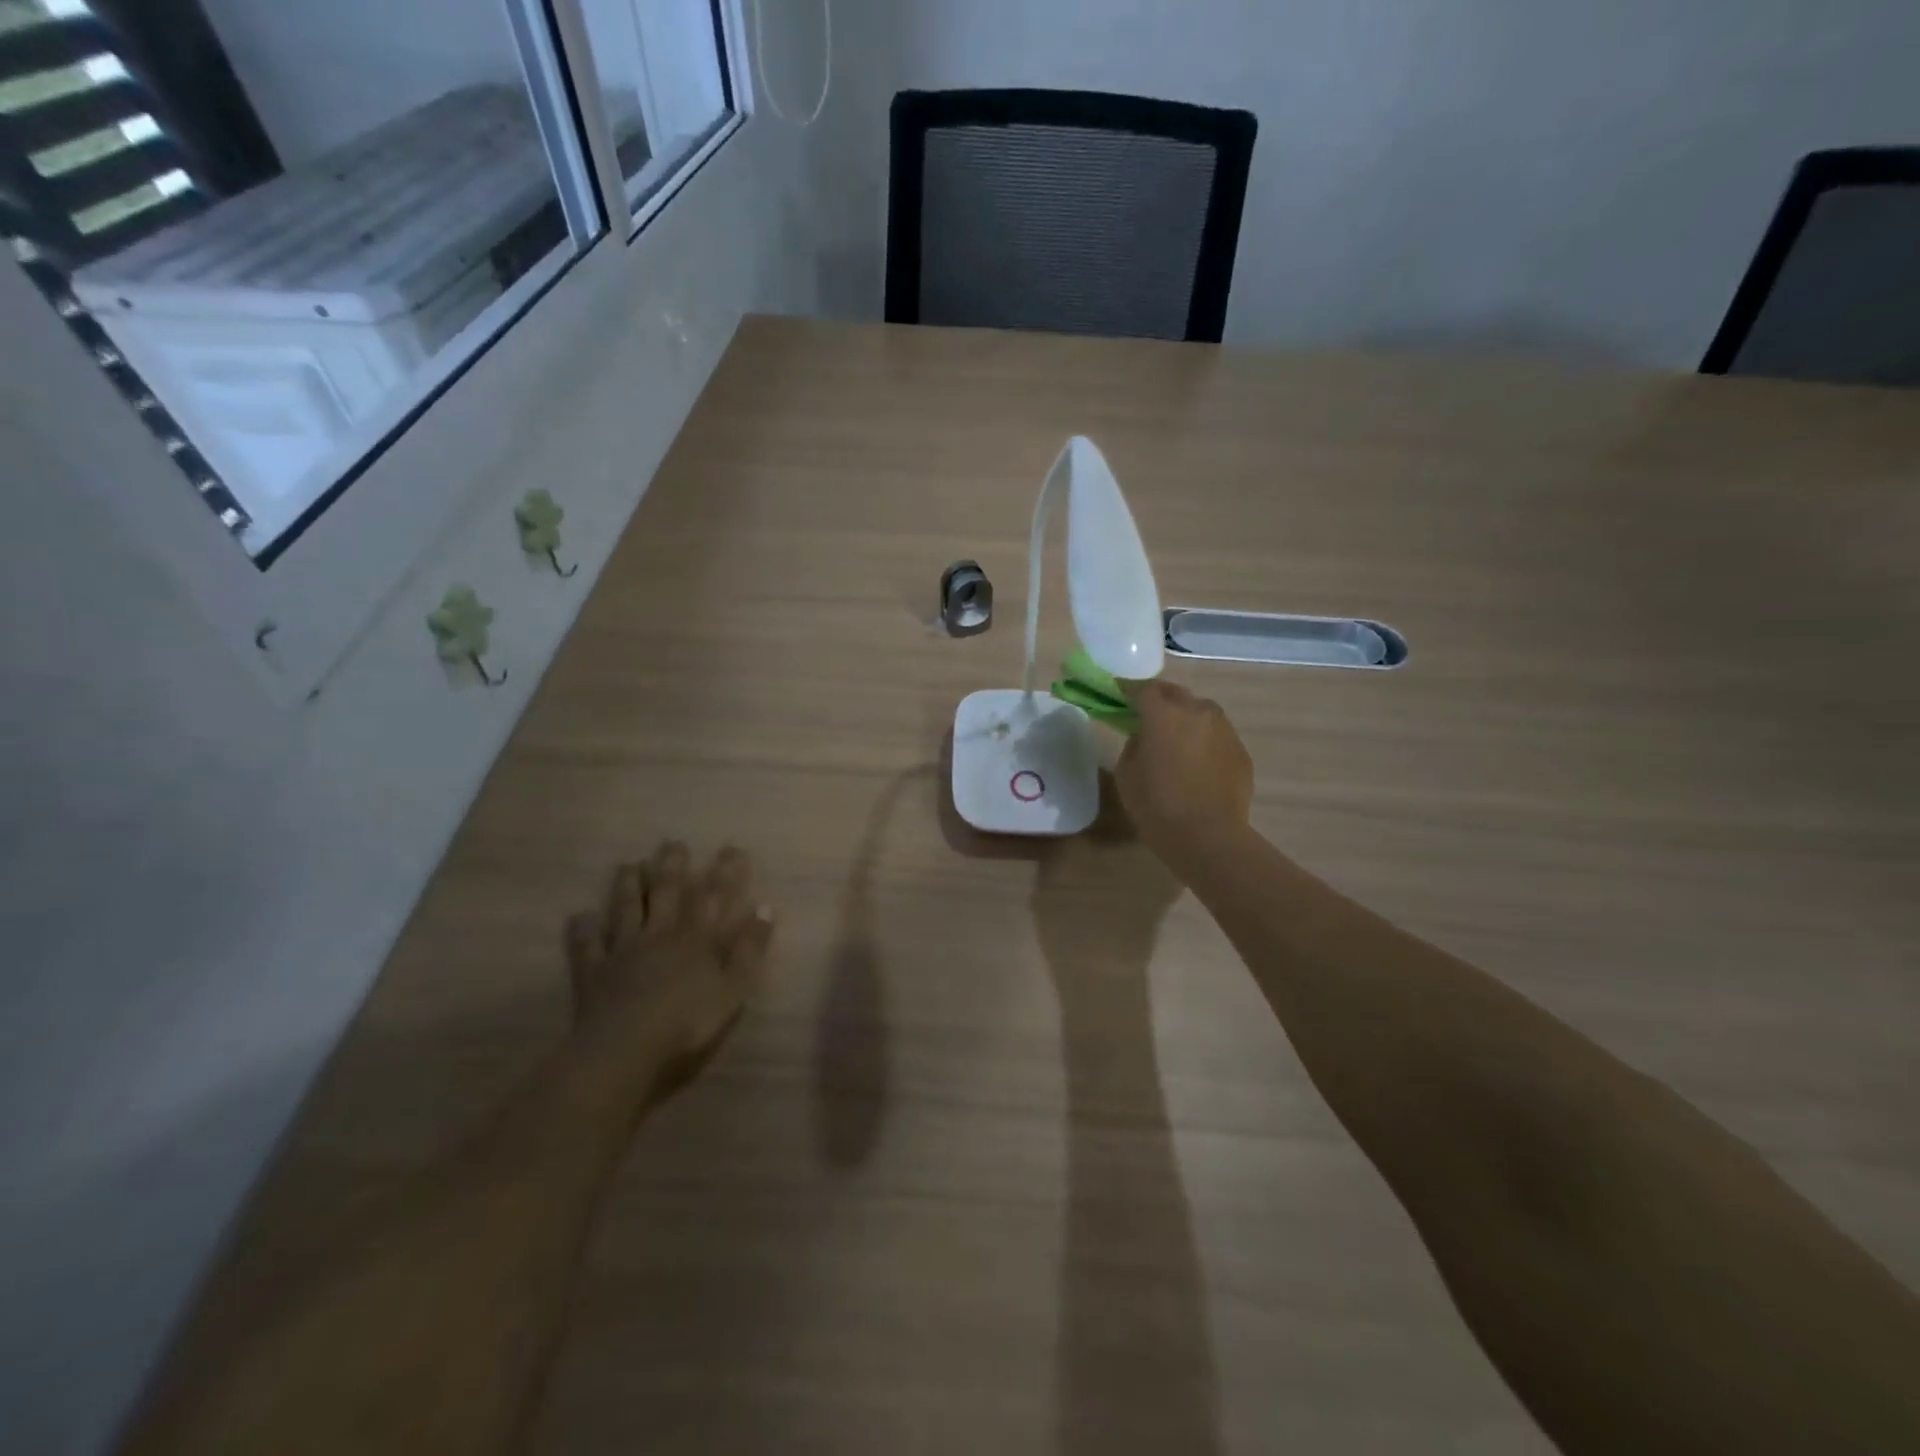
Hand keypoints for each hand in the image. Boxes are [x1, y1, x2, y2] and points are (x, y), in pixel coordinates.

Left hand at [564, 841, 775, 1103]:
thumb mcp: (733, 988)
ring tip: (631, 864)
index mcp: (695, 938)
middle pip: (666, 893)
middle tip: (673, 844)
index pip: (712, 896)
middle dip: (672, 867)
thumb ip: (749, 949)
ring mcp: (623, 951)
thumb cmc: (686, 1022)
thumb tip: (766, 908)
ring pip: (626, 909)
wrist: (624, 1050)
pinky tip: (581, 916)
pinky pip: (588, 946)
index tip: (731, 849)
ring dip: (629, 886)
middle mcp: (659, 934)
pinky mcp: (594, 973)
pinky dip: (584, 930)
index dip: (724, 872)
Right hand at [1116, 680, 1254, 872]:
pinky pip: (1216, 735)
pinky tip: (1196, 762)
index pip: (1143, 689)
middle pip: (1175, 693)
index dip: (1127, 689)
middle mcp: (1198, 712)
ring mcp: (1224, 730)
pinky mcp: (1240, 751)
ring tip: (1174, 737)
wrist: (1209, 838)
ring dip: (1185, 717)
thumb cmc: (1158, 807)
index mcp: (1164, 715)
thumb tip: (1146, 736)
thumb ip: (1134, 744)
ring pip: (1200, 711)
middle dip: (1159, 698)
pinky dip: (1203, 739)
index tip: (1117, 693)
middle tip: (1145, 712)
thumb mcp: (1127, 774)